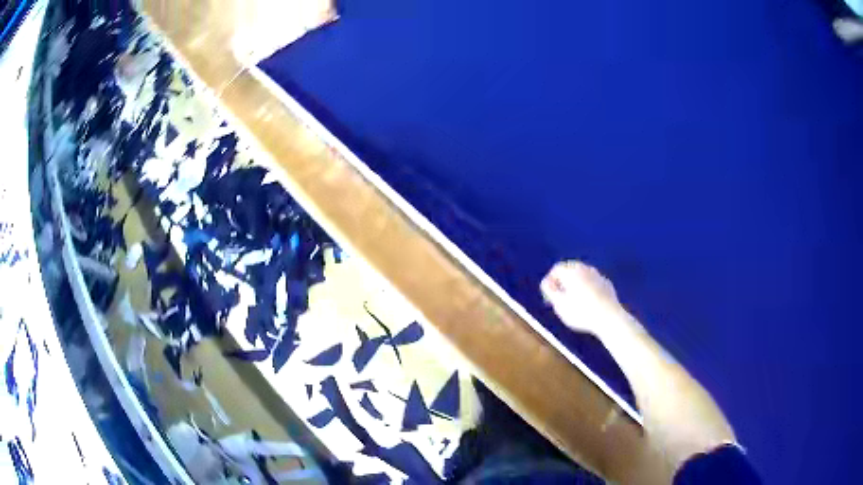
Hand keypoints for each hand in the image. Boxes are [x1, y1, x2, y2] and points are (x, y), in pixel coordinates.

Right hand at [541, 261, 623, 336]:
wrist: (609, 318)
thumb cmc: (581, 312)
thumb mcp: (559, 305)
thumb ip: (550, 291)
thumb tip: (546, 282)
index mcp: (572, 271)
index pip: (556, 268)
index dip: (550, 280)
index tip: (549, 294)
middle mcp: (585, 268)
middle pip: (570, 269)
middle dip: (563, 280)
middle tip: (560, 296)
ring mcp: (598, 275)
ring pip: (582, 274)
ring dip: (576, 283)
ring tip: (573, 299)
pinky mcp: (607, 284)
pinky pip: (593, 282)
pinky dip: (587, 287)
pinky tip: (588, 301)